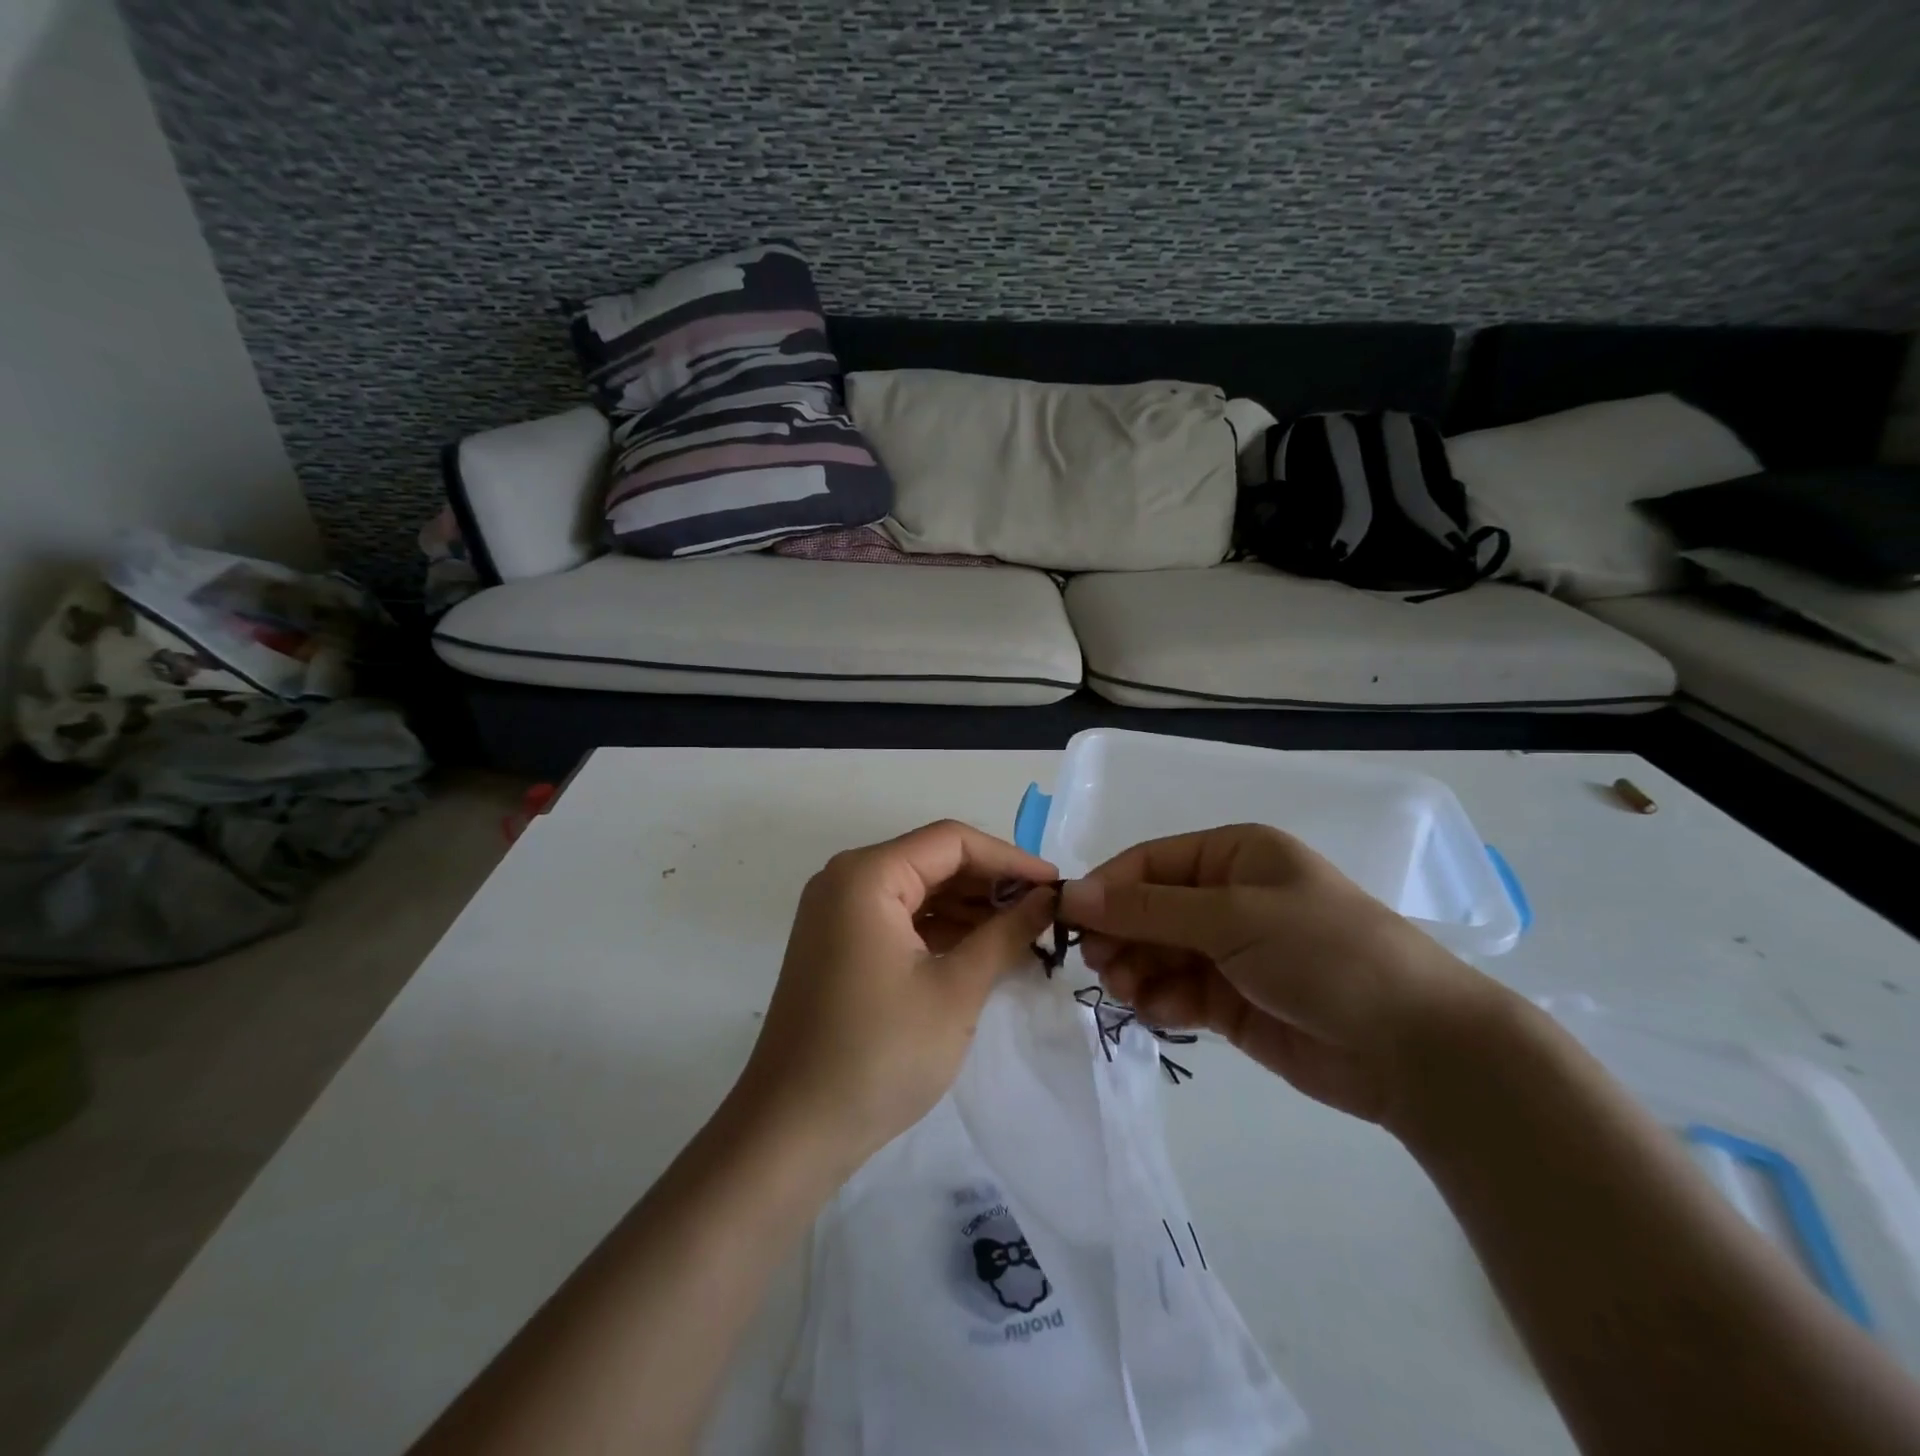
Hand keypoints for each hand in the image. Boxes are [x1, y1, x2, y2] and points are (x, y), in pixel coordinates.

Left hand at [735, 820, 1057, 1173]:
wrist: (792, 1131)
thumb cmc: (880, 1053)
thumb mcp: (956, 990)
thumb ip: (1005, 933)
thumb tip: (1047, 898)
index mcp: (867, 875)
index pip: (951, 841)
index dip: (1009, 858)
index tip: (1056, 885)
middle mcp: (846, 880)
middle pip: (932, 861)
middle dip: (990, 884)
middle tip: (1044, 913)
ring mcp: (837, 914)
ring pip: (917, 891)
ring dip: (968, 908)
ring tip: (1022, 933)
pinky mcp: (838, 946)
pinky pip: (899, 919)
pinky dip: (940, 930)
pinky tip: (981, 950)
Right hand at [1060, 825, 1508, 1127]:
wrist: (1414, 1047)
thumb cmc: (1323, 953)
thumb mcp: (1233, 917)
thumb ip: (1149, 909)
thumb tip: (1074, 893)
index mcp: (1234, 855)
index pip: (1150, 863)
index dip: (1107, 888)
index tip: (1068, 918)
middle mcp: (1227, 897)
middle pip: (1147, 909)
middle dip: (1120, 935)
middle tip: (1100, 965)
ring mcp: (1229, 950)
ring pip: (1156, 952)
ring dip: (1134, 969)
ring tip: (1129, 991)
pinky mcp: (1231, 1000)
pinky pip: (1175, 991)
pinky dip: (1159, 1000)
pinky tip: (1159, 1012)